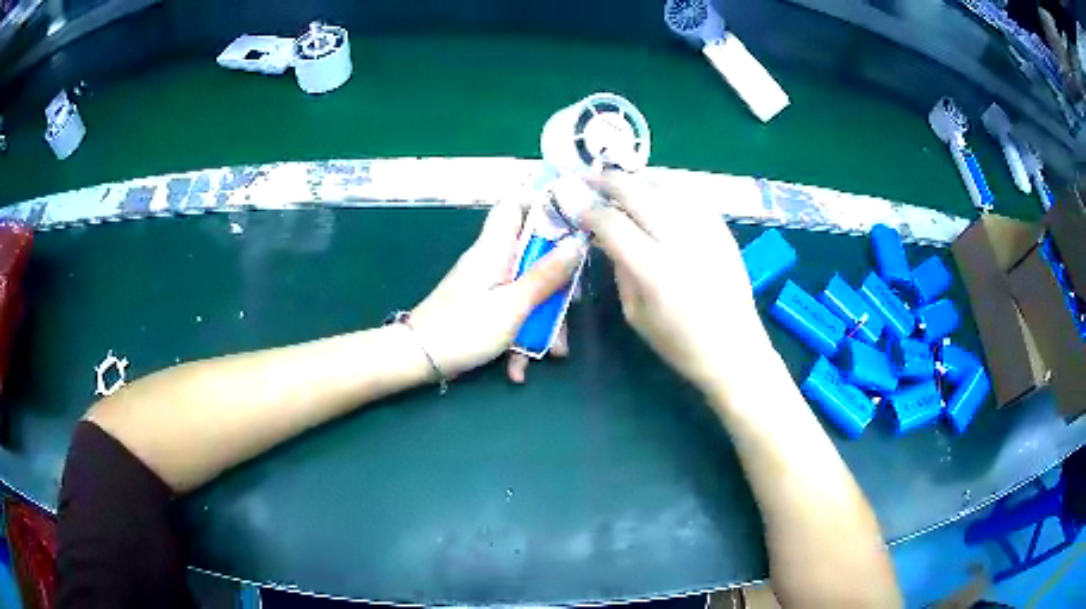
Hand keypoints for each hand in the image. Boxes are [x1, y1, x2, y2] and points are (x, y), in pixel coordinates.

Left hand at [409, 199, 584, 381]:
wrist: (418, 360)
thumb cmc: (464, 329)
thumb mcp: (513, 306)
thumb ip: (546, 276)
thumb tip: (577, 243)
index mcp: (495, 248)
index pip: (515, 204)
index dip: (543, 204)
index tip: (573, 222)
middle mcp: (492, 260)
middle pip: (533, 252)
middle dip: (556, 281)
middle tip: (571, 304)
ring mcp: (488, 284)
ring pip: (527, 287)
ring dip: (542, 321)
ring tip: (553, 353)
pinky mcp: (484, 306)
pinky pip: (512, 311)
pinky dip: (520, 337)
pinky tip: (518, 368)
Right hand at [583, 172, 772, 392]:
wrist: (734, 350)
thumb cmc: (679, 343)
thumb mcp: (636, 315)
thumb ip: (620, 270)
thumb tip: (607, 237)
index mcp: (654, 271)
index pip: (612, 223)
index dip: (589, 210)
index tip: (577, 206)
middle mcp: (680, 242)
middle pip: (638, 193)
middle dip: (609, 180)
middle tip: (591, 178)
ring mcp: (706, 232)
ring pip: (667, 186)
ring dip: (639, 179)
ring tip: (623, 182)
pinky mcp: (723, 231)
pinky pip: (692, 196)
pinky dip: (670, 188)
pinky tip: (658, 192)